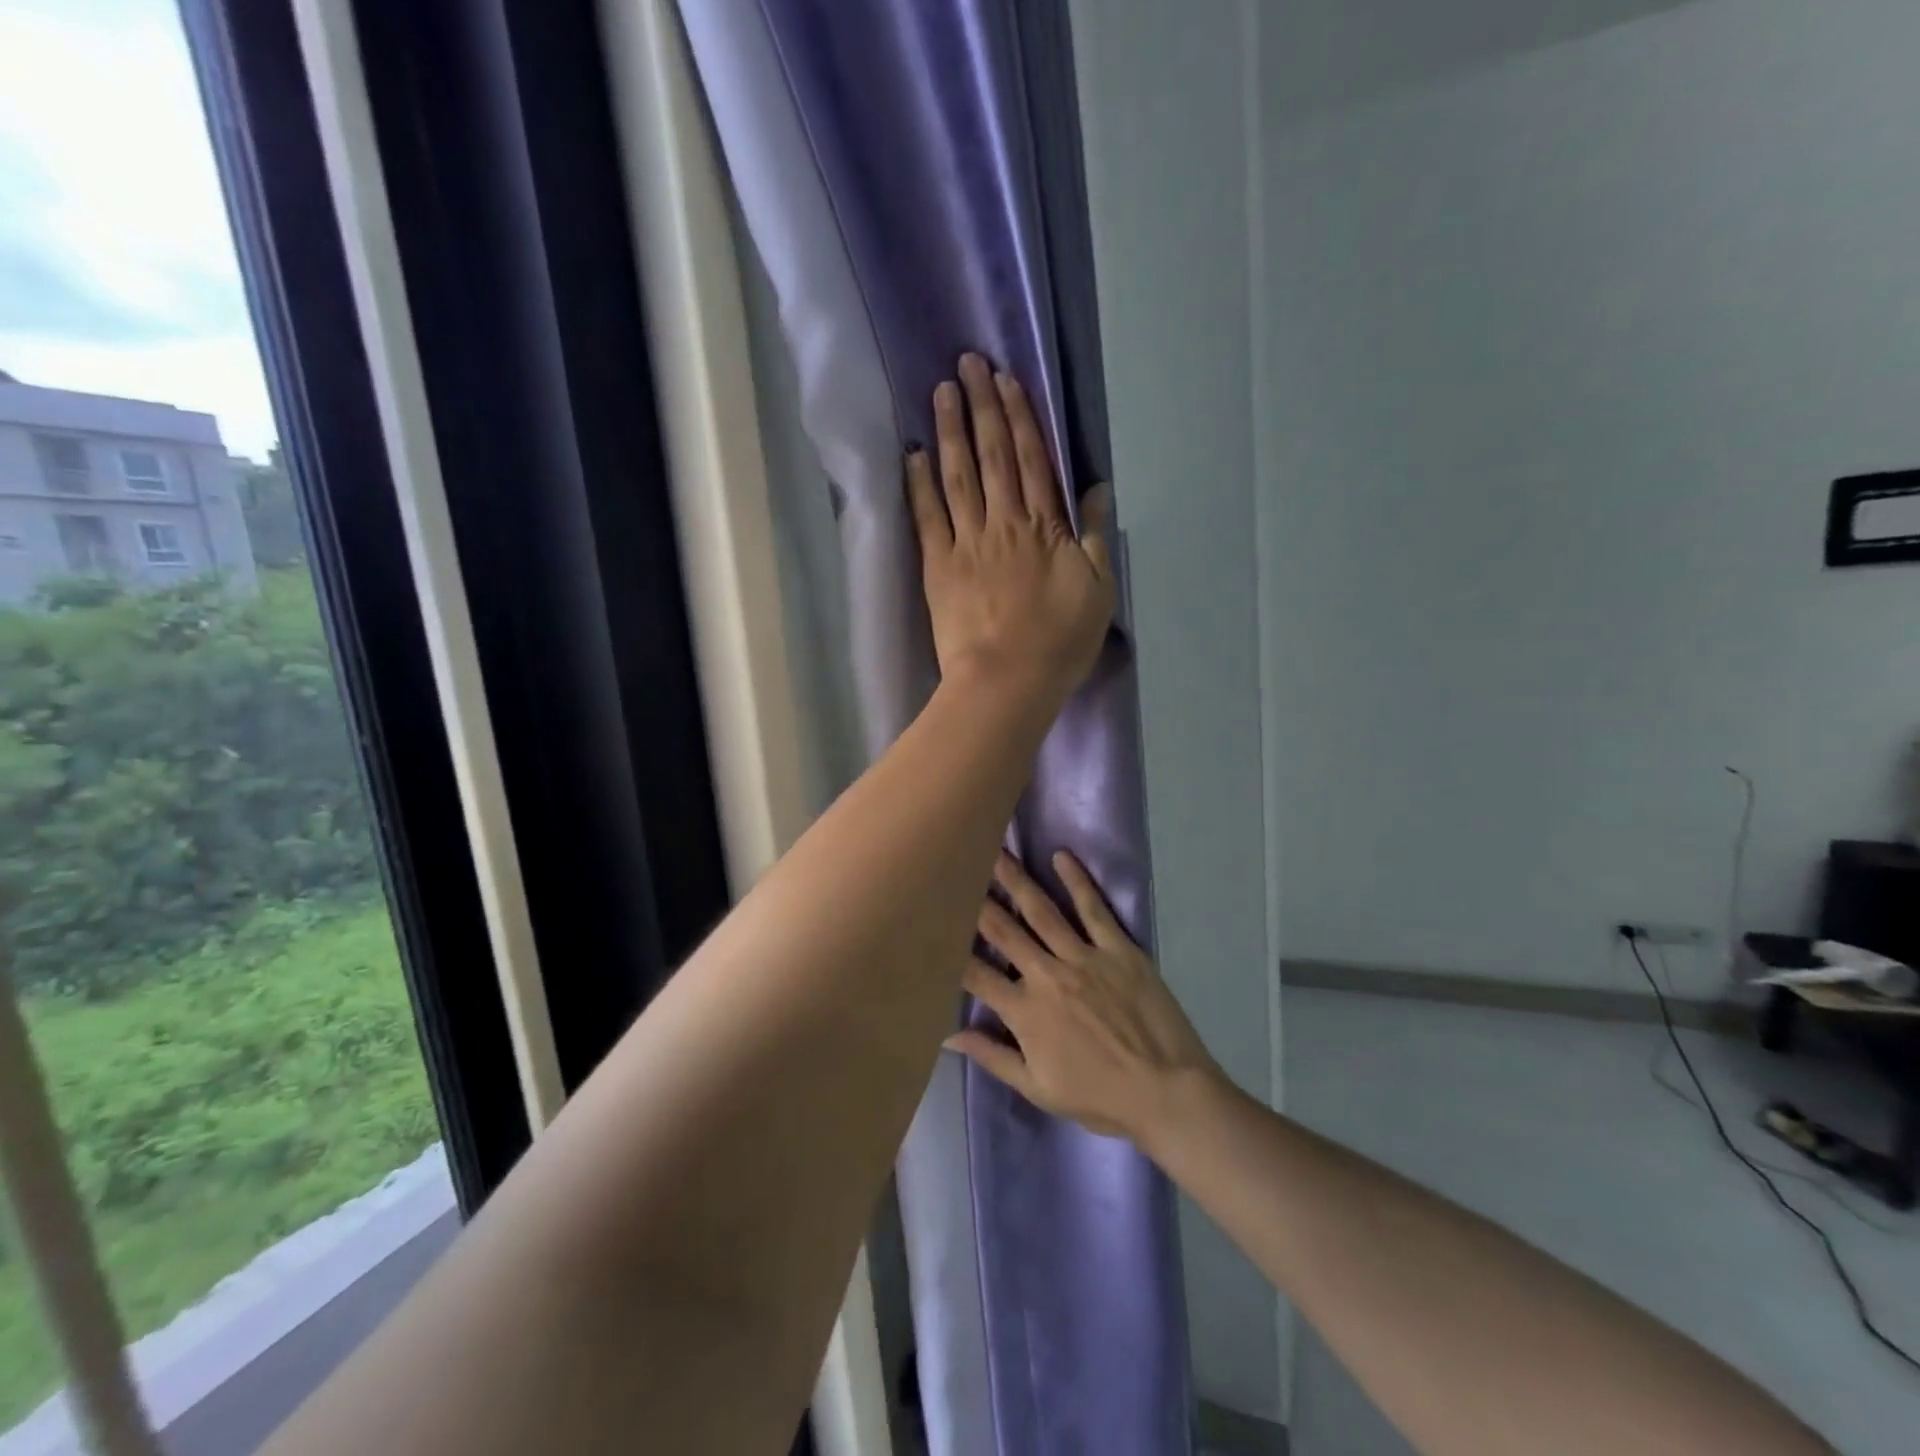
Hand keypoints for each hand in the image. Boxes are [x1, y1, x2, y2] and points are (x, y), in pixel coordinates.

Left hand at [909, 354, 1114, 702]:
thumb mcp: (1099, 590)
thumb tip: (1096, 488)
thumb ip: (1095, 536)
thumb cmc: (1061, 642)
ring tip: (941, 391)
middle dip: (982, 406)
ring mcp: (967, 542)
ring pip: (958, 476)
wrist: (1008, 680)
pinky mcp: (938, 566)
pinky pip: (928, 517)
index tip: (1006, 380)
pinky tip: (913, 453)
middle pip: (992, 456)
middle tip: (968, 363)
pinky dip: (920, 483)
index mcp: (1046, 527)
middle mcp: (1005, 523)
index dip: (1019, 417)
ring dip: (950, 431)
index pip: (1032, 460)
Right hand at [947, 849, 1222, 1144]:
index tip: (935, 921)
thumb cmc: (1100, 1097)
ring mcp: (1085, 958)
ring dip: (1017, 880)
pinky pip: (1093, 909)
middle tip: (958, 865)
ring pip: (1042, 911)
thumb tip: (948, 1035)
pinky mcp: (1119, 949)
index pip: (975, 974)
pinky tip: (1061, 857)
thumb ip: (992, 1057)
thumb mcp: (1038, 1089)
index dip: (951, 947)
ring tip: (997, 852)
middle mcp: (1048, 976)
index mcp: (1025, 1012)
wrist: (1167, 1092)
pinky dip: (1077, 881)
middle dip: (978, 898)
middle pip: (1004, 930)